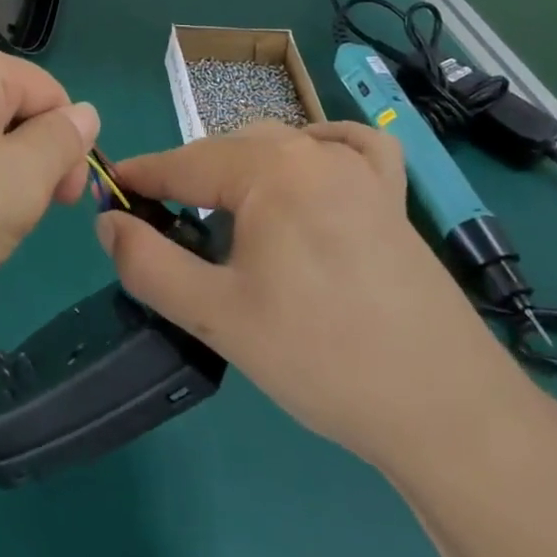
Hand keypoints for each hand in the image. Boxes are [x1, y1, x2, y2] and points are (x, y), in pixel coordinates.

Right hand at [102, 122, 537, 475]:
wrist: (448, 412)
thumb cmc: (322, 358)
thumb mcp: (217, 316)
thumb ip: (148, 263)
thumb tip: (108, 222)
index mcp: (271, 170)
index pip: (184, 162)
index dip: (140, 177)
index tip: (108, 191)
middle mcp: (314, 151)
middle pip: (227, 150)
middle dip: (187, 179)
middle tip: (163, 226)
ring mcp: (360, 169)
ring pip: (278, 145)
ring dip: (239, 168)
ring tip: (222, 215)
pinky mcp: (391, 196)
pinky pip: (348, 145)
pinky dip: (315, 146)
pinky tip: (305, 171)